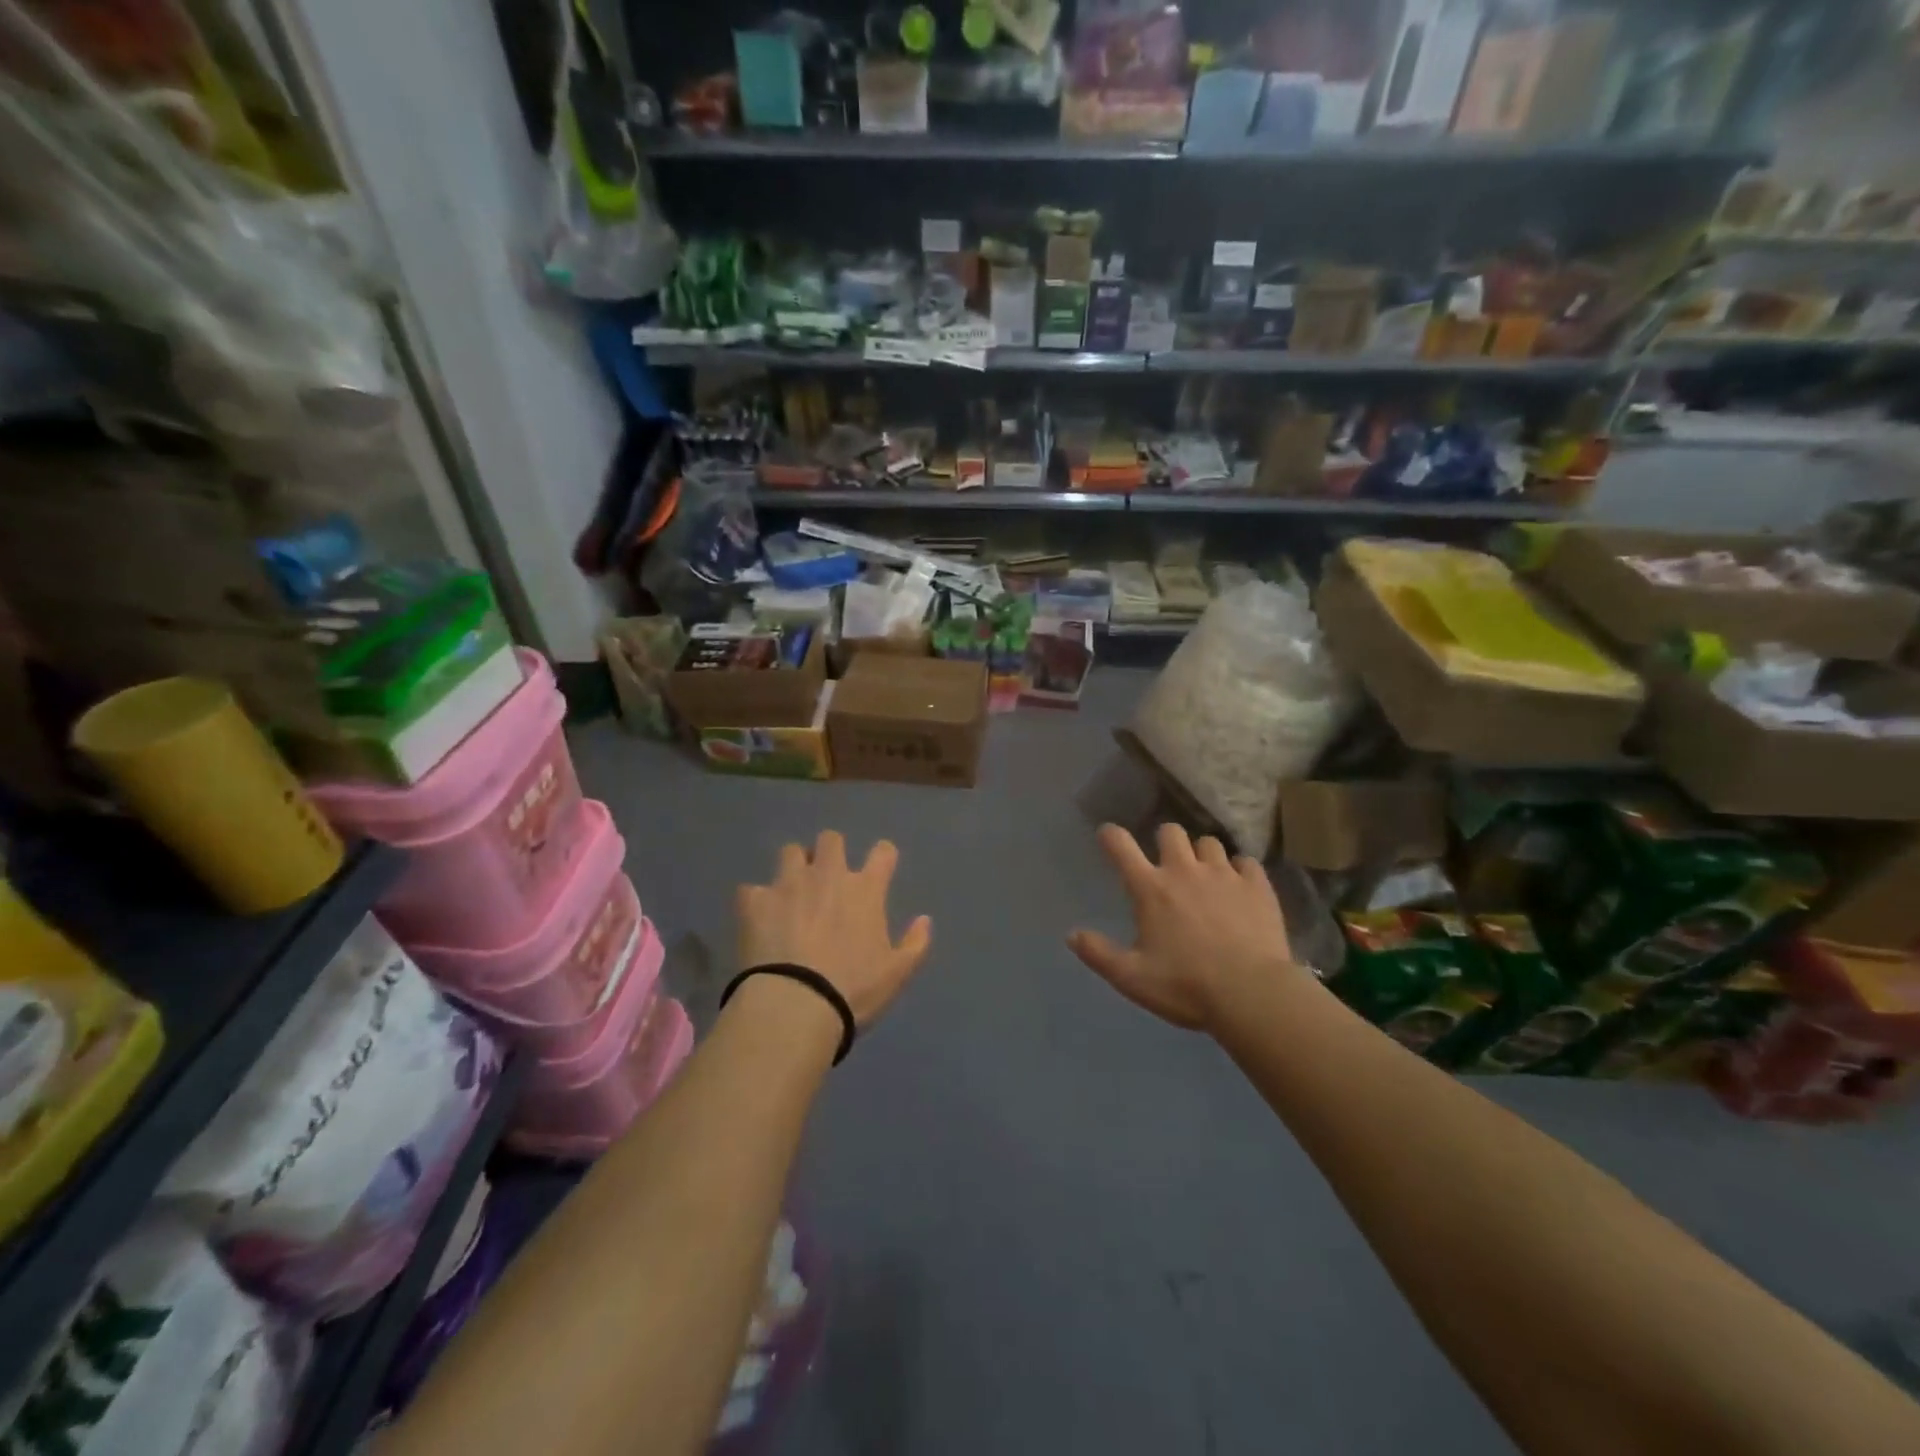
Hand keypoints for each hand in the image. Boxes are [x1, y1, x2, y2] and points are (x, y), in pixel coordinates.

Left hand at [736, 831, 932, 1025]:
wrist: (795, 1005)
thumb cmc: (853, 990)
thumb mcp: (897, 974)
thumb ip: (916, 943)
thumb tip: (925, 920)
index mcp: (865, 890)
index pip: (883, 852)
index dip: (883, 856)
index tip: (880, 867)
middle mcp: (827, 875)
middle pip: (831, 839)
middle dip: (830, 852)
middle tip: (826, 878)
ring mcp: (788, 884)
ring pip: (790, 851)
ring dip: (793, 867)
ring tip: (791, 890)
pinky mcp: (754, 901)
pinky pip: (751, 889)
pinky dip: (756, 901)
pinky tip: (757, 918)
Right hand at [1069, 823, 1295, 1031]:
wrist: (1252, 994)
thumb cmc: (1185, 986)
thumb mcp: (1132, 978)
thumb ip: (1099, 954)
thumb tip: (1072, 935)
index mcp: (1150, 889)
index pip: (1122, 847)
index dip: (1111, 836)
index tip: (1107, 834)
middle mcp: (1185, 871)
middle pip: (1170, 832)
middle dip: (1165, 841)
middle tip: (1167, 862)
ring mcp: (1224, 875)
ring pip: (1209, 843)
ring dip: (1202, 855)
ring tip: (1206, 875)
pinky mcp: (1257, 886)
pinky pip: (1246, 862)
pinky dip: (1240, 870)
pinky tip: (1240, 888)